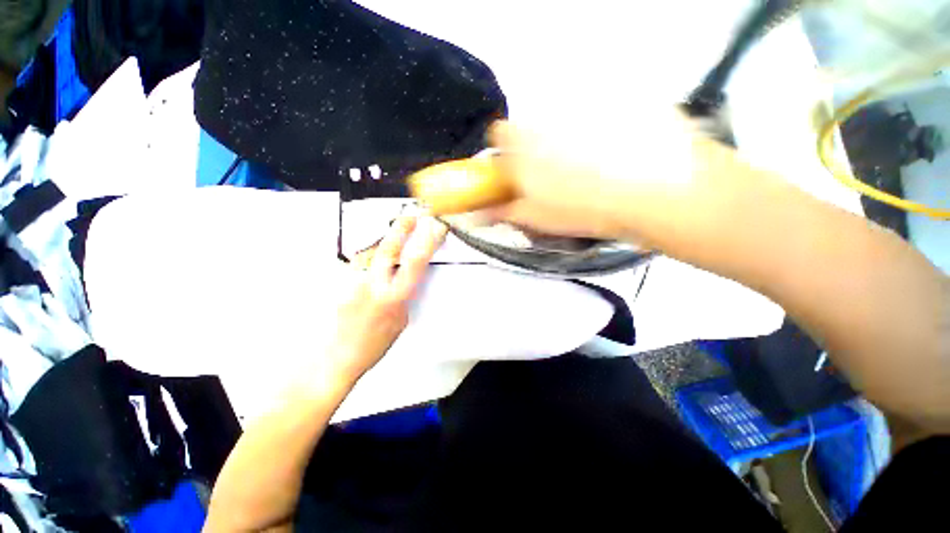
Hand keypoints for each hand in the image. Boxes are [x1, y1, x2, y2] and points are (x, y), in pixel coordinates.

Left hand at [328, 215, 446, 383]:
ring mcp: (353, 281)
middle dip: (402, 228)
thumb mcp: (400, 320)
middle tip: (412, 216)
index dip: (426, 242)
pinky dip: (369, 258)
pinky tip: (373, 263)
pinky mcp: (342, 282)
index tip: (435, 228)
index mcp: (393, 297)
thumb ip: (403, 295)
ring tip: (393, 238)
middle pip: (388, 247)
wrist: (337, 356)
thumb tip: (405, 279)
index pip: (414, 262)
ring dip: (383, 243)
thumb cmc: (373, 345)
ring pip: (370, 252)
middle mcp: (372, 284)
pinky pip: (360, 263)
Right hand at [486, 115, 699, 244]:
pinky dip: (600, 122)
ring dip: (566, 133)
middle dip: (535, 144)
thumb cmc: (584, 209)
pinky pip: (598, 105)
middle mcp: (546, 114)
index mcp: (522, 144)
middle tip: (557, 170)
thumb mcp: (537, 217)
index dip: (508, 152)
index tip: (520, 168)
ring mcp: (582, 101)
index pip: (499, 135)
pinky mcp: (617, 94)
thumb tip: (476, 215)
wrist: (652, 191)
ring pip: (562, 114)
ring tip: (591, 161)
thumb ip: (502, 211)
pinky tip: (616, 147)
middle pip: (530, 122)